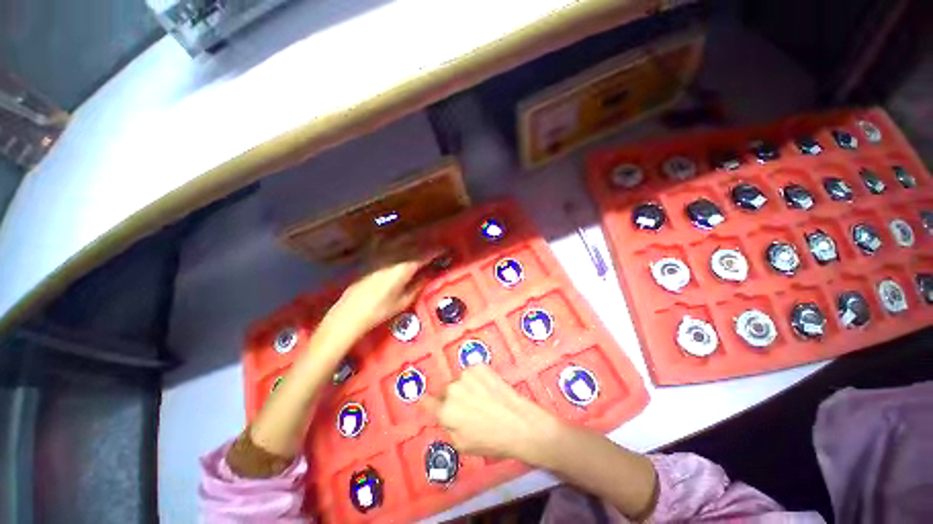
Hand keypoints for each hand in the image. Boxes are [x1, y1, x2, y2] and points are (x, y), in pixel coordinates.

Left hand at [329, 236, 438, 334]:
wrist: (351, 312)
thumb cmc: (380, 310)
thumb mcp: (405, 300)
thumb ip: (420, 283)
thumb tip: (431, 272)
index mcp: (404, 267)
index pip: (426, 254)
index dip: (438, 251)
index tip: (446, 250)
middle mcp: (393, 255)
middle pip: (415, 244)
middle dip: (428, 245)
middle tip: (436, 249)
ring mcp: (380, 253)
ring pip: (402, 240)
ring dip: (414, 241)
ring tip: (421, 245)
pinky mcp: (371, 255)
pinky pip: (385, 241)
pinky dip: (394, 239)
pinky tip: (397, 241)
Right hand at [422, 365, 560, 465]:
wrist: (519, 422)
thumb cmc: (491, 440)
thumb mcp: (462, 444)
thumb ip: (447, 427)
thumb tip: (443, 415)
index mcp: (445, 411)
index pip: (428, 402)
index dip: (426, 402)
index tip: (425, 399)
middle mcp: (452, 389)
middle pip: (446, 391)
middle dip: (452, 398)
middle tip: (468, 408)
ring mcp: (466, 374)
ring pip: (460, 381)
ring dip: (465, 387)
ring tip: (482, 399)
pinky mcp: (479, 366)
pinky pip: (472, 373)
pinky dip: (476, 378)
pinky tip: (488, 388)